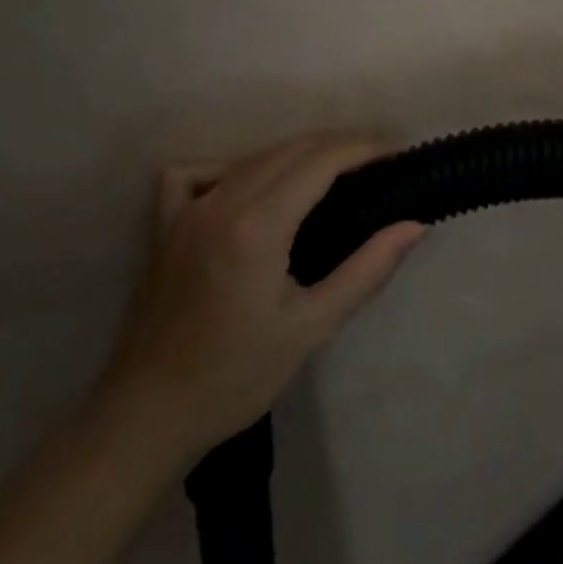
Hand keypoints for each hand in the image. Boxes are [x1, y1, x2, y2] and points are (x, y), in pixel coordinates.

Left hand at [92, 132, 424, 464]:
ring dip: (301, 153)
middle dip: (342, 145)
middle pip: (292, 148)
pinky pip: (199, 173)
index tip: (399, 153)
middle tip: (381, 165)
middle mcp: (220, 203)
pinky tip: (252, 188)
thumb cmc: (236, 376)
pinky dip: (234, 166)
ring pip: (254, 156)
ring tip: (338, 174)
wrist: (147, 418)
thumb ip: (368, 269)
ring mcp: (187, 211)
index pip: (321, 159)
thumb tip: (416, 225)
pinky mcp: (165, 227)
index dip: (365, 147)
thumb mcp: (312, 326)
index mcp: (257, 225)